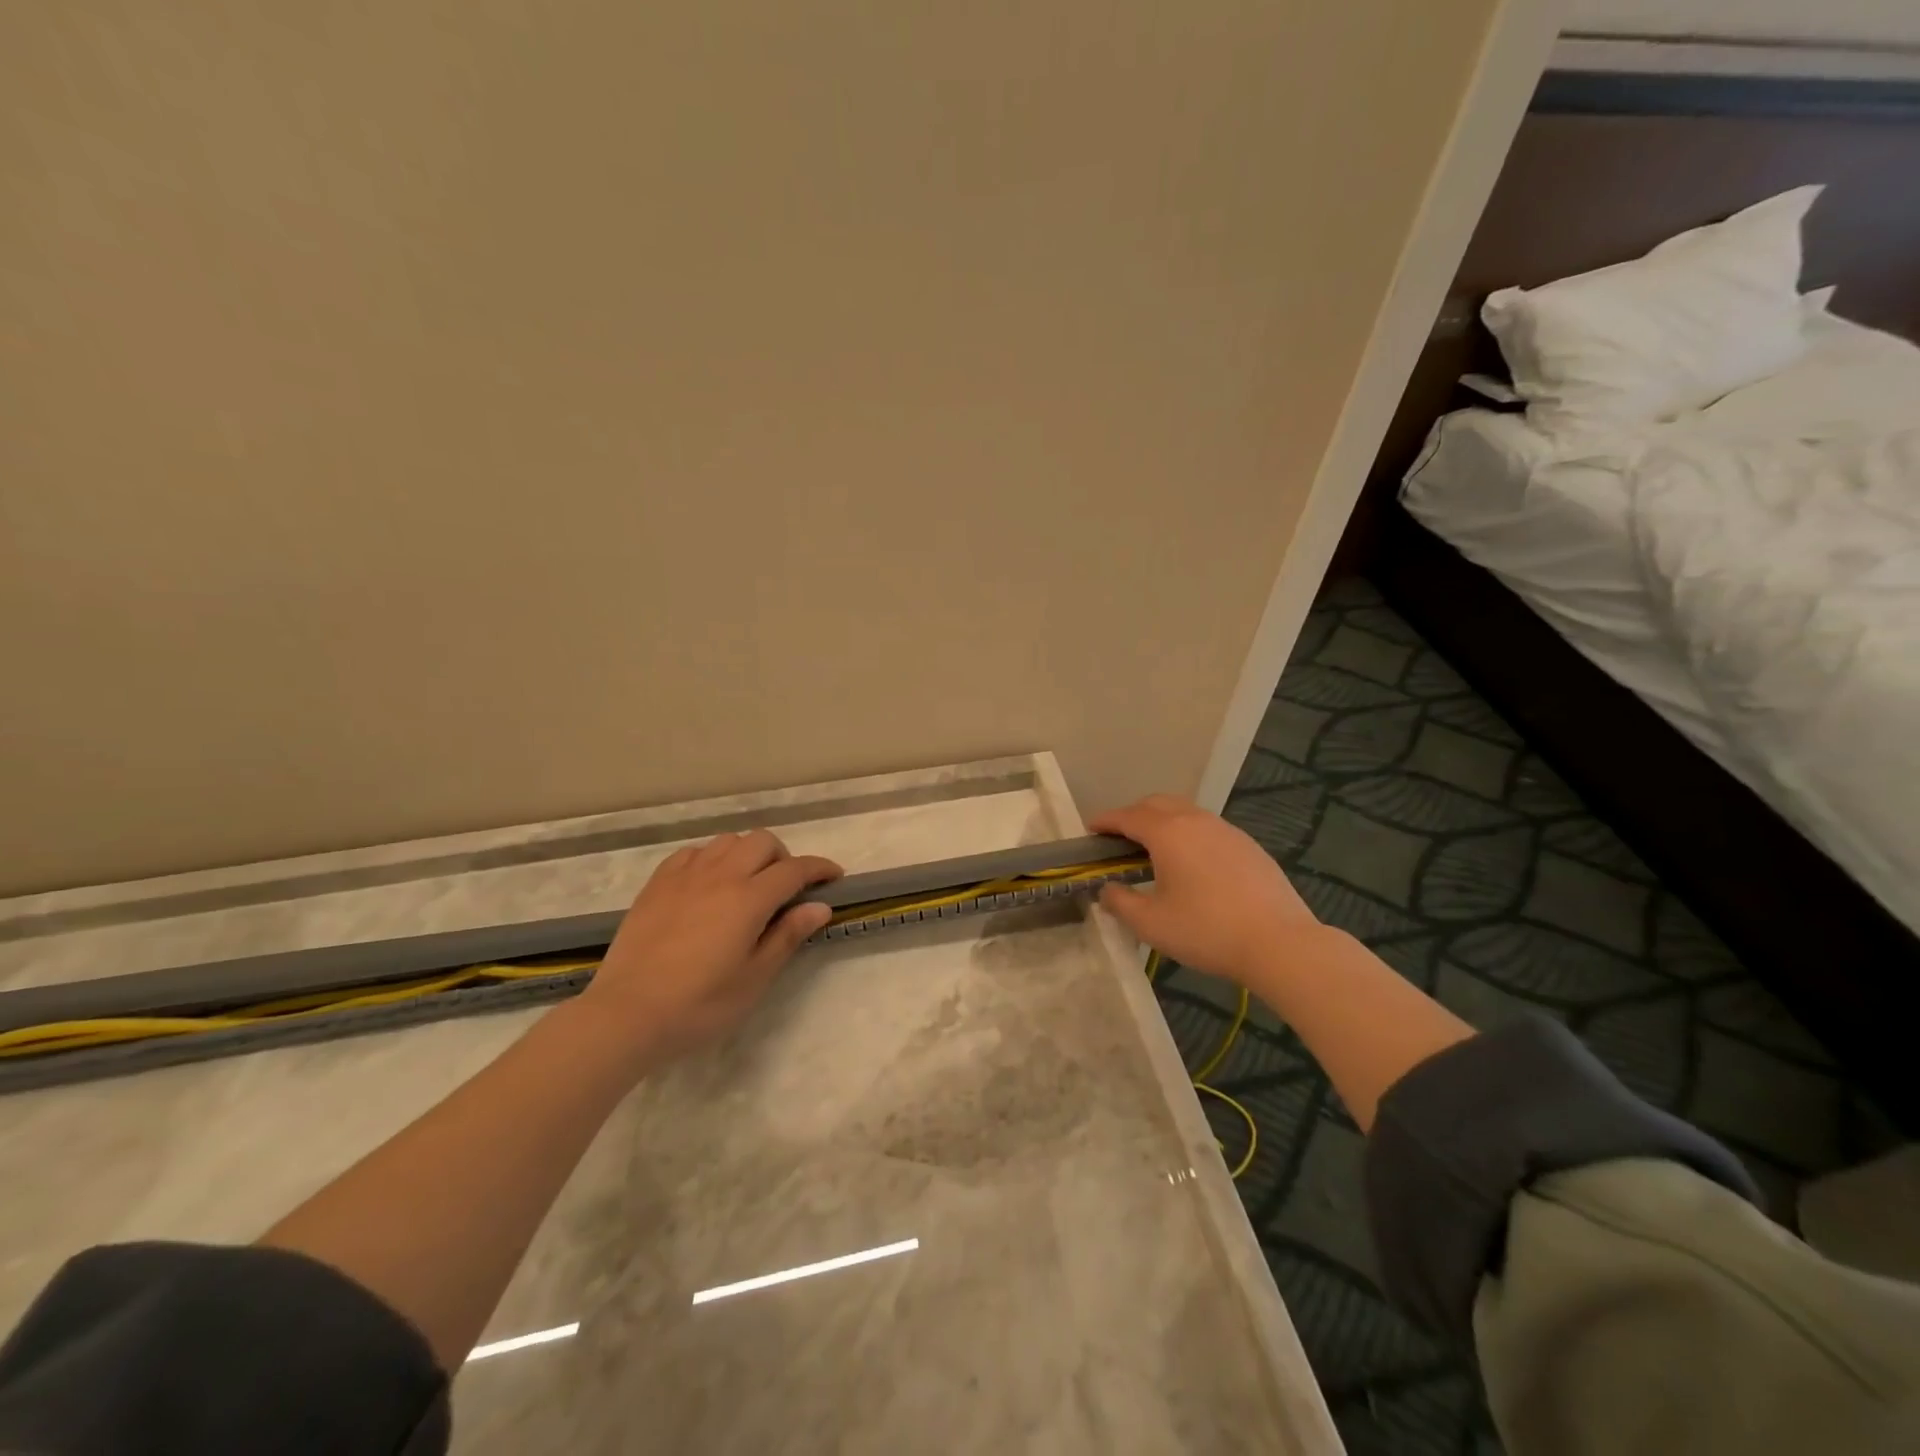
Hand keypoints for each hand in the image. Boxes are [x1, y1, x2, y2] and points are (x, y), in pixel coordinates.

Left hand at [581, 830, 840, 1062]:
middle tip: (786, 890)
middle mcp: (720, 875)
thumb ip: (788, 936)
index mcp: (749, 898)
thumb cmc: (699, 1004)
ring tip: (747, 885)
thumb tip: (820, 906)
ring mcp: (685, 876)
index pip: (795, 869)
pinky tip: (708, 884)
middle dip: (784, 857)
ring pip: (727, 841)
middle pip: (762, 842)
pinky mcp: (657, 884)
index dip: (820, 869)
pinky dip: (712, 859)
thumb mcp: (754, 978)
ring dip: (747, 854)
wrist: (626, 1014)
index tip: (834, 877)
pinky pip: (693, 853)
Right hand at [1091, 794, 1322, 985]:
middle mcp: (1196, 821)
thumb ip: (1120, 903)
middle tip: (1119, 838)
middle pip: (1157, 804)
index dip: (1105, 821)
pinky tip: (1191, 863)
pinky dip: (1188, 834)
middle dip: (1133, 815)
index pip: (1127, 816)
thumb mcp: (1151, 923)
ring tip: (1153, 849)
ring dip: (1163, 821)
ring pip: (1185, 812)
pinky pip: (1207, 828)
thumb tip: (1108, 890)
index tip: (1090, 829)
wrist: (1279, 943)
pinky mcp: (1248, 845)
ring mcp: (1226, 830)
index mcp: (1168, 833)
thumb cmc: (1207, 931)